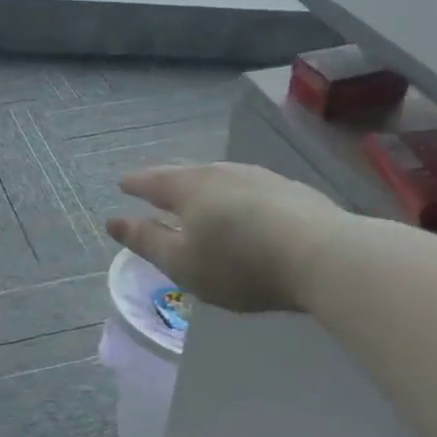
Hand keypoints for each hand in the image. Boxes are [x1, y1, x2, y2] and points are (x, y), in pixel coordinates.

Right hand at [105, 163, 341, 313]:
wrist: (322, 255)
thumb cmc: (239, 263)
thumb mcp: (182, 263)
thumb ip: (146, 241)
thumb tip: (114, 221)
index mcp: (190, 188)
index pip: (153, 181)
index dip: (135, 184)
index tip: (122, 184)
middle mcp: (223, 173)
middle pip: (187, 174)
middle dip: (167, 181)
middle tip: (154, 187)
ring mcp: (261, 178)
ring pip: (221, 178)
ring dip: (203, 188)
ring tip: (196, 197)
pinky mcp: (291, 192)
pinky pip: (248, 189)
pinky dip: (234, 197)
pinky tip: (242, 209)